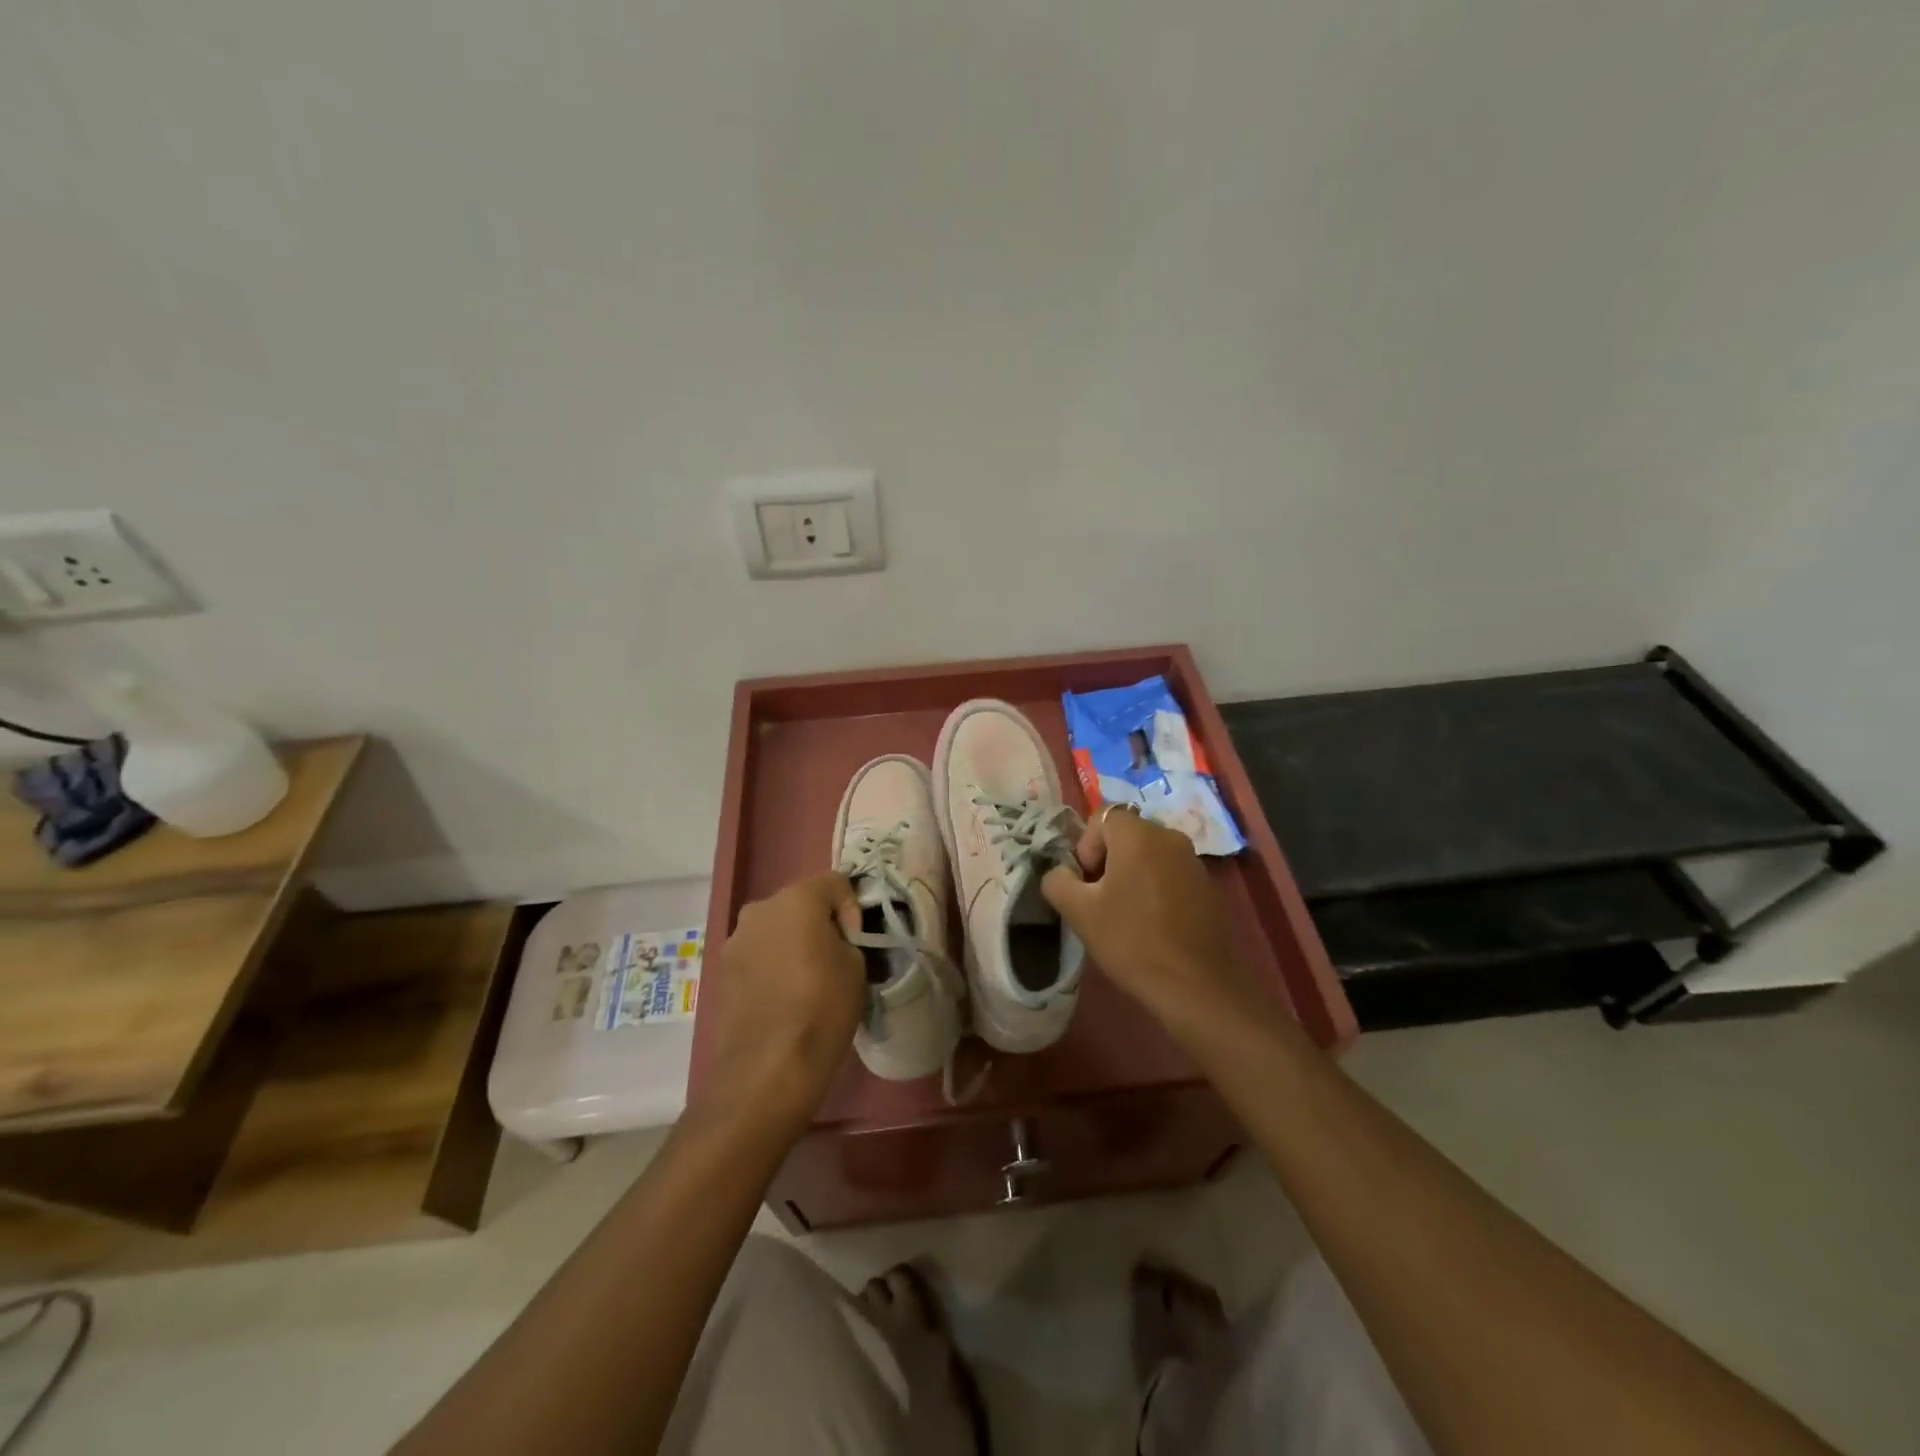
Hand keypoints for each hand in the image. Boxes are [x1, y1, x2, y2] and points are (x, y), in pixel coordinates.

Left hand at [701, 872, 865, 1138]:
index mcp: (796, 899)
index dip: (852, 908)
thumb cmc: (822, 1009)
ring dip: (793, 944)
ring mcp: (735, 940)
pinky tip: (783, 998)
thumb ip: (848, 937)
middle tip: (835, 960)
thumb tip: (837, 938)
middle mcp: (760, 909)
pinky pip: (758, 954)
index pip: (835, 882)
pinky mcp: (722, 971)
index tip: (857, 943)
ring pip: (776, 929)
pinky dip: (772, 965)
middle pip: (800, 903)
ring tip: (807, 983)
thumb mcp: (856, 967)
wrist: (768, 1069)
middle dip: (820, 923)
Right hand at [1042, 808, 1271, 1041]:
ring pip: (1148, 854)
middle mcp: (1169, 836)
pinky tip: (1152, 924)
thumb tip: (1060, 872)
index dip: (1086, 848)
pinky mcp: (1207, 885)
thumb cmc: (1132, 941)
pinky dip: (1154, 888)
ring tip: (1125, 915)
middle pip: (1126, 834)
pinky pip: (1169, 872)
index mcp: (1139, 834)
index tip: (1087, 885)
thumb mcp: (1079, 912)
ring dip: (1131, 875)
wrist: (1197, 986)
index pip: (1101, 818)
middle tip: (1100, 901)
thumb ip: (1058, 880)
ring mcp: (1193, 860)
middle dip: (1107, 861)